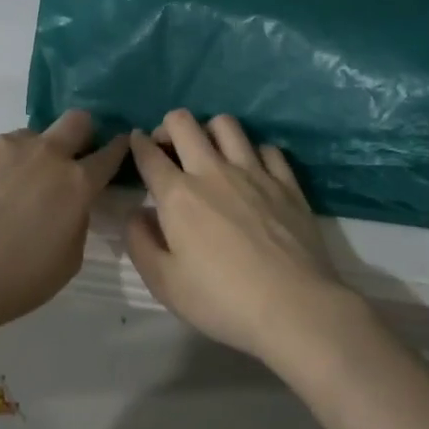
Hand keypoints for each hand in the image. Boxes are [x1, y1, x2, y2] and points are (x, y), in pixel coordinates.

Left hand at [0, 110, 128, 345]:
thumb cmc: (16, 280)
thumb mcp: (68, 260)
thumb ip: (77, 221)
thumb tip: (70, 204)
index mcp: (76, 183)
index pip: (109, 153)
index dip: (117, 149)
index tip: (117, 148)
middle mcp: (44, 154)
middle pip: (76, 121)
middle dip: (80, 133)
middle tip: (66, 159)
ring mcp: (1, 147)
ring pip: (26, 138)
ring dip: (27, 158)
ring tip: (5, 193)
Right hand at [125, 110, 356, 364]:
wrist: (293, 306)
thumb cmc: (221, 299)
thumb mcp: (164, 283)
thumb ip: (140, 243)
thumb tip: (137, 213)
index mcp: (178, 195)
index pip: (149, 154)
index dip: (137, 144)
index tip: (136, 143)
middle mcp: (213, 171)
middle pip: (184, 123)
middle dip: (168, 127)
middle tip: (168, 148)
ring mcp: (254, 172)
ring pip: (226, 125)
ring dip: (209, 131)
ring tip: (208, 152)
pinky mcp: (287, 183)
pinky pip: (267, 148)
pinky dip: (253, 152)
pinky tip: (252, 171)